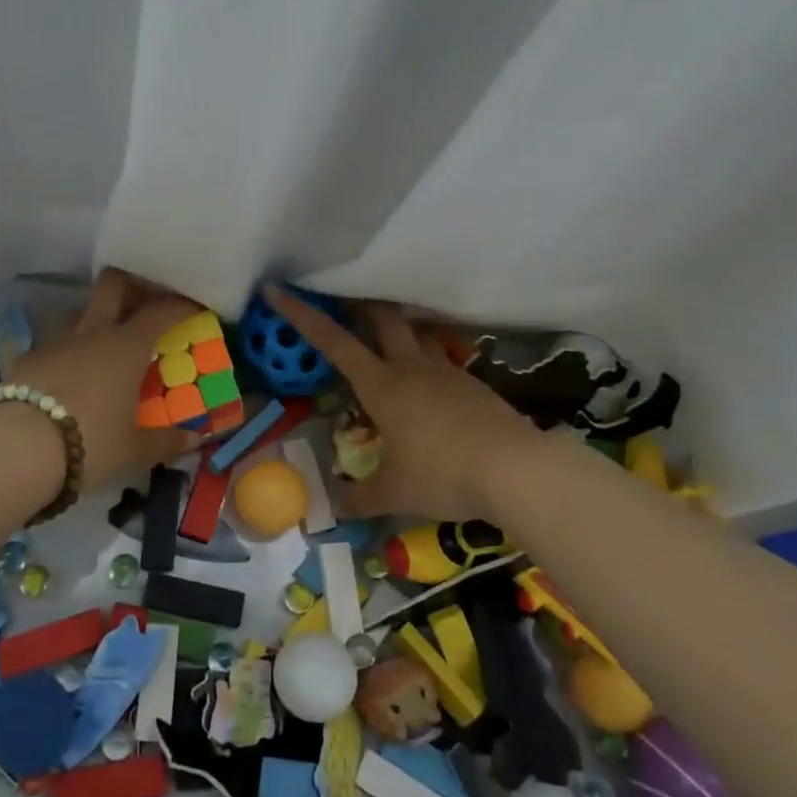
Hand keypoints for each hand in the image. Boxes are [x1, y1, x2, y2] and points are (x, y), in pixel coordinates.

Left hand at [9, 270, 201, 494]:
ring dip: (96, 316)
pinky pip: (55, 341)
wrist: (16, 451)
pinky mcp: (27, 358)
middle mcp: (92, 332)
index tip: (195, 308)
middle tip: (146, 305)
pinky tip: (71, 373)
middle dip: (133, 286)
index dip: (182, 304)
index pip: (162, 310)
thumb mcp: (134, 450)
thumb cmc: (90, 443)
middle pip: (113, 285)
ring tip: (106, 341)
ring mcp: (56, 341)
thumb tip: (195, 440)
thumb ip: (166, 441)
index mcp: (127, 346)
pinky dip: (69, 348)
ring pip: (80, 309)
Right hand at [261, 285, 545, 520]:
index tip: (277, 290)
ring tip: (386, 338)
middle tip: (343, 301)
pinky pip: (441, 360)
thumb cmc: (444, 475)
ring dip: (397, 328)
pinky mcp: (473, 384)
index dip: (301, 315)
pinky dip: (425, 360)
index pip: (333, 342)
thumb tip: (334, 506)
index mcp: (381, 385)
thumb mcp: (395, 493)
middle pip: (382, 317)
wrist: (518, 470)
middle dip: (359, 304)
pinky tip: (427, 385)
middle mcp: (411, 367)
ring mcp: (446, 372)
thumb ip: (360, 497)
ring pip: (416, 333)